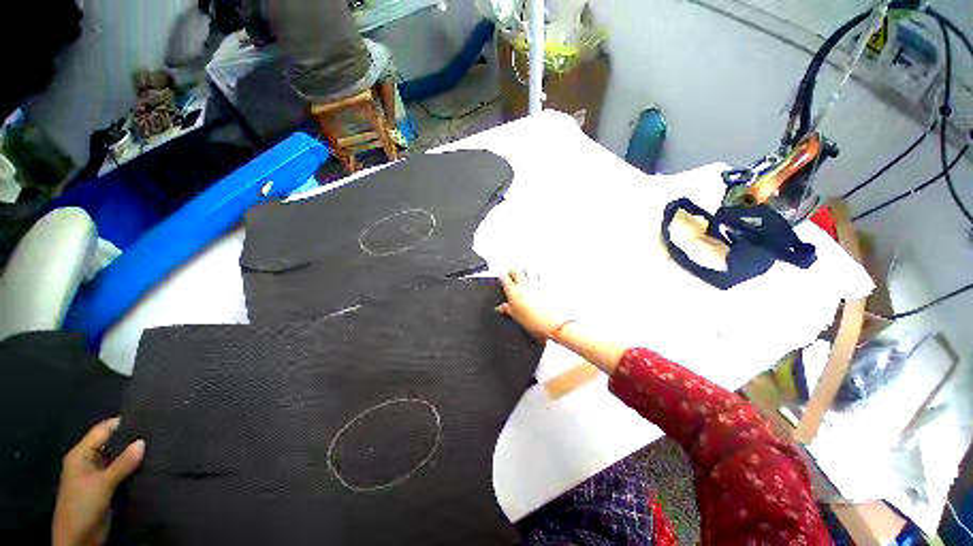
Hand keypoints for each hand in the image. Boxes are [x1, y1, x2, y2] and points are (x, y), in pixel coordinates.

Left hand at [53, 418, 144, 545]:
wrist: (78, 539)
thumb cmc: (82, 506)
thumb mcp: (102, 484)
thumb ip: (122, 464)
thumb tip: (143, 442)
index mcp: (81, 454)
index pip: (102, 430)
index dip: (121, 423)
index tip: (147, 417)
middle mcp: (88, 461)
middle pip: (111, 443)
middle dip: (130, 440)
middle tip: (156, 432)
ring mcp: (97, 475)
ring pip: (118, 459)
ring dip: (133, 455)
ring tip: (158, 446)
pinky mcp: (106, 487)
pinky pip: (121, 472)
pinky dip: (133, 468)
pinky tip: (149, 465)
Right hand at [495, 270, 564, 339]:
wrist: (554, 323)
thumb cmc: (535, 321)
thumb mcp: (517, 317)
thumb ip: (507, 309)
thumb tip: (501, 308)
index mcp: (514, 292)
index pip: (504, 277)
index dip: (502, 277)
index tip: (502, 280)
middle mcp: (524, 284)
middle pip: (516, 270)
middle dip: (513, 272)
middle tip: (512, 277)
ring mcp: (536, 282)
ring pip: (529, 269)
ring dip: (526, 272)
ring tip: (526, 277)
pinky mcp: (548, 284)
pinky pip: (542, 275)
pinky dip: (540, 276)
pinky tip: (539, 281)